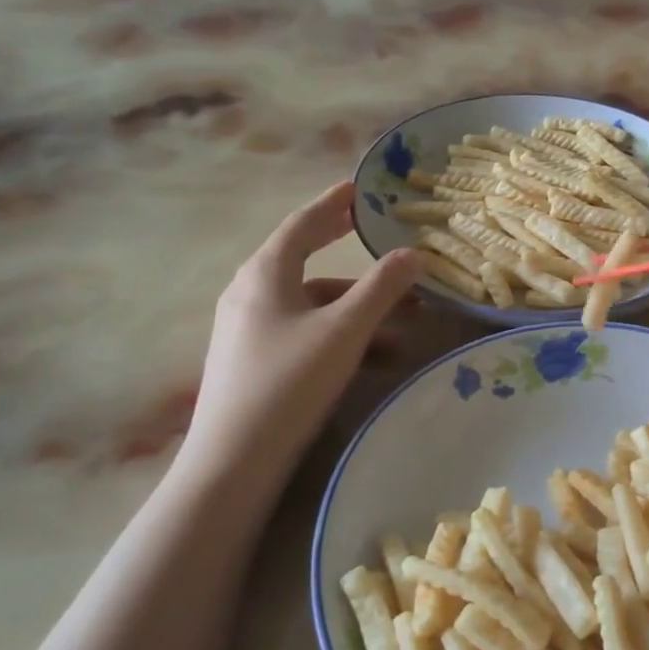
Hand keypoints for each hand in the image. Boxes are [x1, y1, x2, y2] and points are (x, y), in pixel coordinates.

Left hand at [184, 182, 420, 484]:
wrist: (235, 460)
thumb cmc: (290, 381)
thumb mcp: (344, 330)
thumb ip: (382, 288)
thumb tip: (413, 253)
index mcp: (266, 274)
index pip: (303, 224)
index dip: (333, 204)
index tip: (358, 190)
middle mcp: (251, 293)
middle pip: (305, 260)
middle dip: (348, 253)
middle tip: (376, 237)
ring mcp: (249, 329)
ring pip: (312, 304)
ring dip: (358, 307)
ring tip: (406, 322)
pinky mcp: (254, 361)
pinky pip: (305, 332)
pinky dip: (341, 335)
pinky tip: (376, 358)